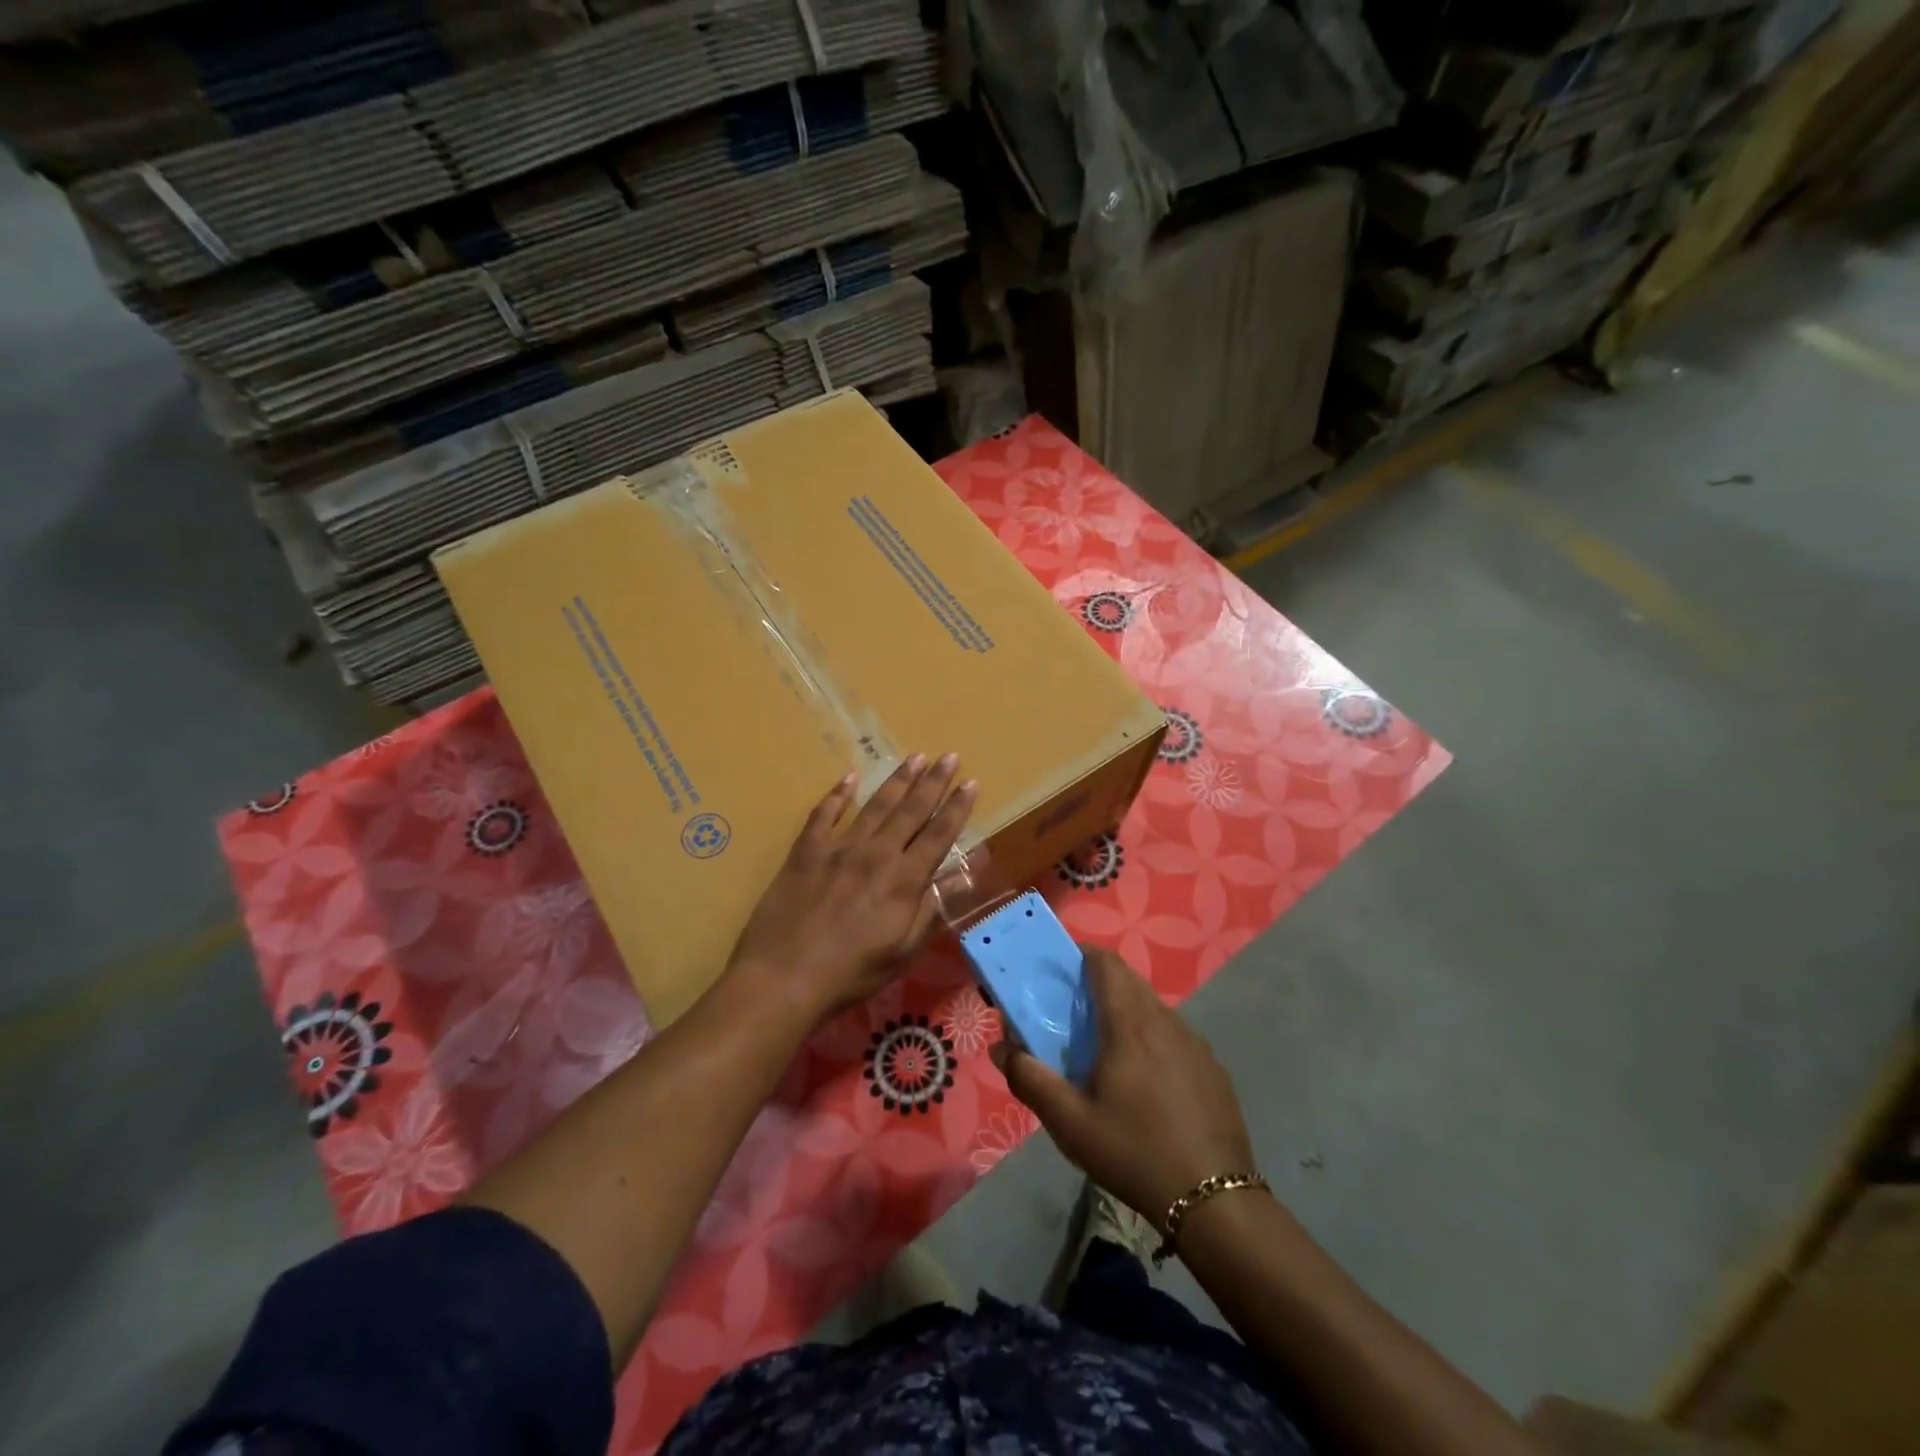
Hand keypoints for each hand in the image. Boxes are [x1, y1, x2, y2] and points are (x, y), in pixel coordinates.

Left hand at [729, 754, 975, 1022]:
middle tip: (949, 756)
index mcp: (904, 879)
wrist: (784, 977)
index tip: (970, 783)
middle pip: (910, 810)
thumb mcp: (904, 950)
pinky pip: (824, 814)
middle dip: (933, 782)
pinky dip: (838, 794)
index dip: (956, 808)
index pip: (938, 835)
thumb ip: (933, 908)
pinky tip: (849, 777)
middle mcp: (876, 853)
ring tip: (914, 757)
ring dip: (897, 780)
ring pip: (875, 805)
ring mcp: (838, 848)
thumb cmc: (852, 972)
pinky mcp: (806, 851)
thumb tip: (965, 875)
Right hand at [992, 948, 1256, 1232]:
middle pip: (1129, 980)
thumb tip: (1002, 1047)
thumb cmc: (1134, 1152)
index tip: (1058, 972)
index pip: (1106, 962)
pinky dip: (1152, 1038)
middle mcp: (1165, 1020)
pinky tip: (1146, 1083)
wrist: (1215, 1200)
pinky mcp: (1212, 1066)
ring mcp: (1195, 1043)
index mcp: (1130, 1024)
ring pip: (1153, 1007)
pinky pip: (1174, 1034)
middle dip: (1098, 983)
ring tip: (1105, 1050)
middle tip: (1072, 1014)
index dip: (1080, 956)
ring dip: (1126, 1011)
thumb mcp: (1070, 1123)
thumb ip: (1030, 1079)